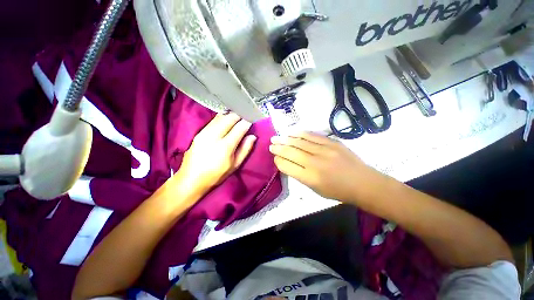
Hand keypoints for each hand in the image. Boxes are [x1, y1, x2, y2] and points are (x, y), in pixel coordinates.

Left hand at [174, 113, 255, 196]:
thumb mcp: (235, 165)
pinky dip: (221, 118)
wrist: (191, 179)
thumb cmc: (216, 175)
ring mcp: (204, 132)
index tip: (251, 121)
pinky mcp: (198, 132)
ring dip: (230, 115)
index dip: (247, 122)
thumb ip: (245, 149)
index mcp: (225, 146)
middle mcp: (214, 136)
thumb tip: (252, 136)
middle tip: (244, 117)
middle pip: (229, 118)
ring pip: (220, 117)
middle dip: (239, 115)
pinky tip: (225, 121)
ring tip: (236, 117)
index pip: (240, 128)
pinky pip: (213, 120)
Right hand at [269, 132, 378, 201]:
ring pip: (299, 142)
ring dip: (286, 139)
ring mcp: (324, 150)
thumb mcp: (315, 189)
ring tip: (277, 137)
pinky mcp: (332, 142)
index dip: (278, 160)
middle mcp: (315, 163)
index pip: (287, 166)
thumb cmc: (338, 191)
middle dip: (278, 148)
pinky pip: (312, 136)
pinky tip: (292, 133)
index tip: (274, 157)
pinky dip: (300, 134)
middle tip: (271, 144)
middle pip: (291, 152)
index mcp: (310, 178)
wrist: (363, 183)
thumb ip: (300, 175)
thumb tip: (287, 162)